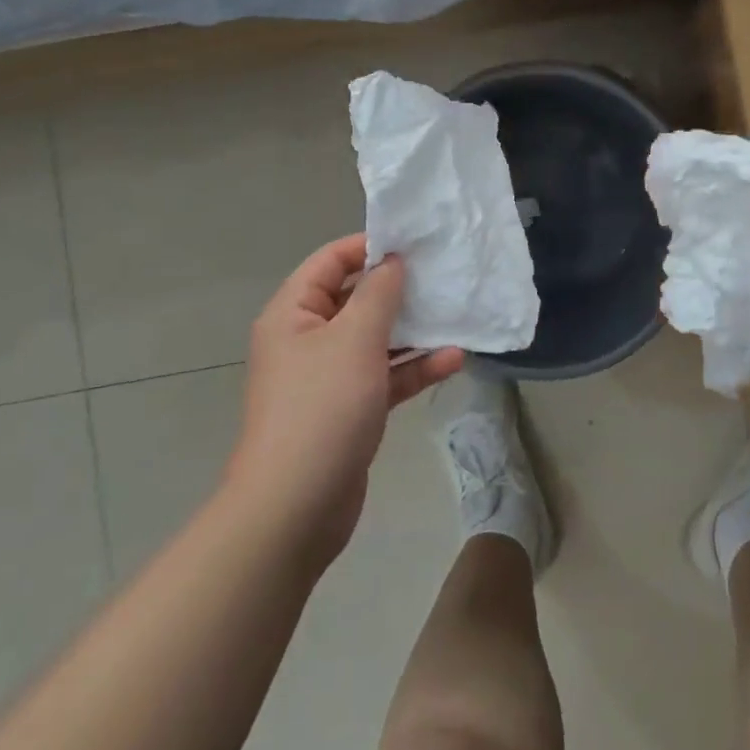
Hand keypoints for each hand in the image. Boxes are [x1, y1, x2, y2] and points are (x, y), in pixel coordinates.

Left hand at [226, 234, 463, 567]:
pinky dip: (414, 368)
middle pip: (355, 299)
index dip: (369, 246)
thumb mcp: (355, 338)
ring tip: (456, 313)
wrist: (295, 507)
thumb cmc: (321, 407)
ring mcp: (328, 377)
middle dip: (398, 288)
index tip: (414, 242)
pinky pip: (384, 376)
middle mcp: (307, 339)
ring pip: (375, 339)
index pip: (330, 261)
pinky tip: (454, 360)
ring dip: (413, 330)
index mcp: (293, 314)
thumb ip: (379, 293)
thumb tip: (392, 261)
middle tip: (443, 274)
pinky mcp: (349, 409)